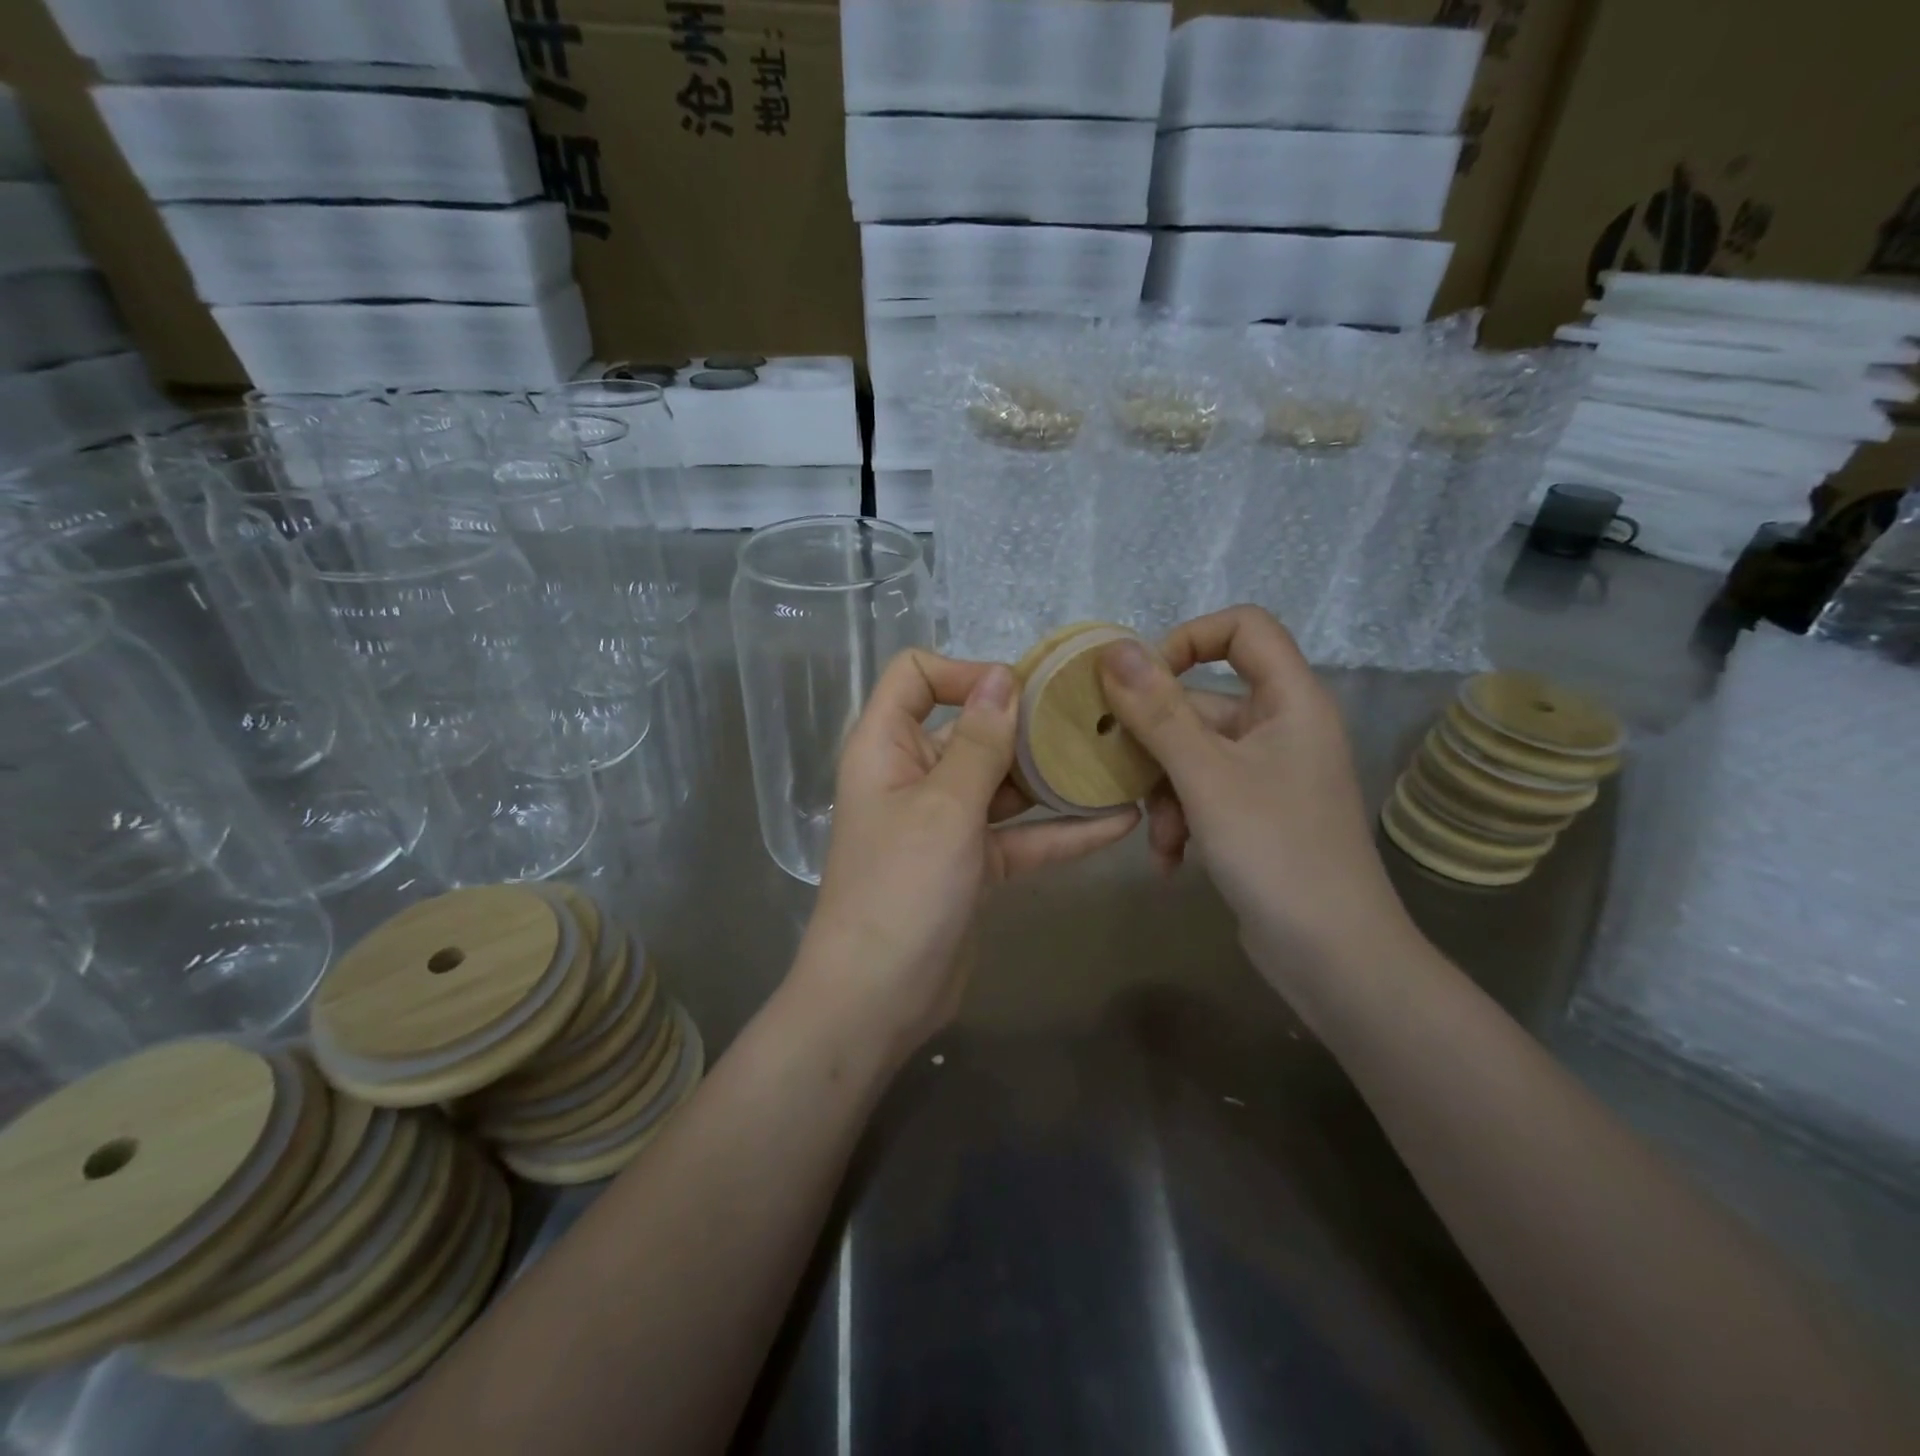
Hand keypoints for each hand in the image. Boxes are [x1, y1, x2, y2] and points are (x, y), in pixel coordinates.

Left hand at [797, 650, 1139, 1059]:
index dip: (964, 672)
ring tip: (1117, 760)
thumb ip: (977, 742)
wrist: (879, 999)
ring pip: (1003, 784)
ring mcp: (946, 822)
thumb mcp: (944, 807)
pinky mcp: (973, 864)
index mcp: (887, 747)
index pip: (915, 677)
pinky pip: (1021, 836)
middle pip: (971, 728)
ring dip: (1054, 777)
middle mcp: (914, 775)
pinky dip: (1063, 831)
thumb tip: (1001, 677)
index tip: (1020, 691)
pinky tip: (1120, 821)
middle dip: (1028, 723)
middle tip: (1094, 719)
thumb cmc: (901, 889)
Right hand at [1097, 607, 1415, 987]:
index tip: (1139, 682)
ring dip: (1163, 793)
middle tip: (1117, 771)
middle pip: (1202, 701)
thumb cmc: (1276, 851)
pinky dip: (1181, 821)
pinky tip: (1169, 861)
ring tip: (1158, 838)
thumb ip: (1158, 711)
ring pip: (1192, 755)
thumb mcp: (1206, 777)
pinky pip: (1203, 794)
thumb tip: (1113, 649)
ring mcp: (1268, 774)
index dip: (1188, 640)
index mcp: (1290, 701)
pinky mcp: (1255, 814)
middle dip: (1155, 742)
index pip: (1244, 628)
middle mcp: (1282, 728)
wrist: (1334, 957)